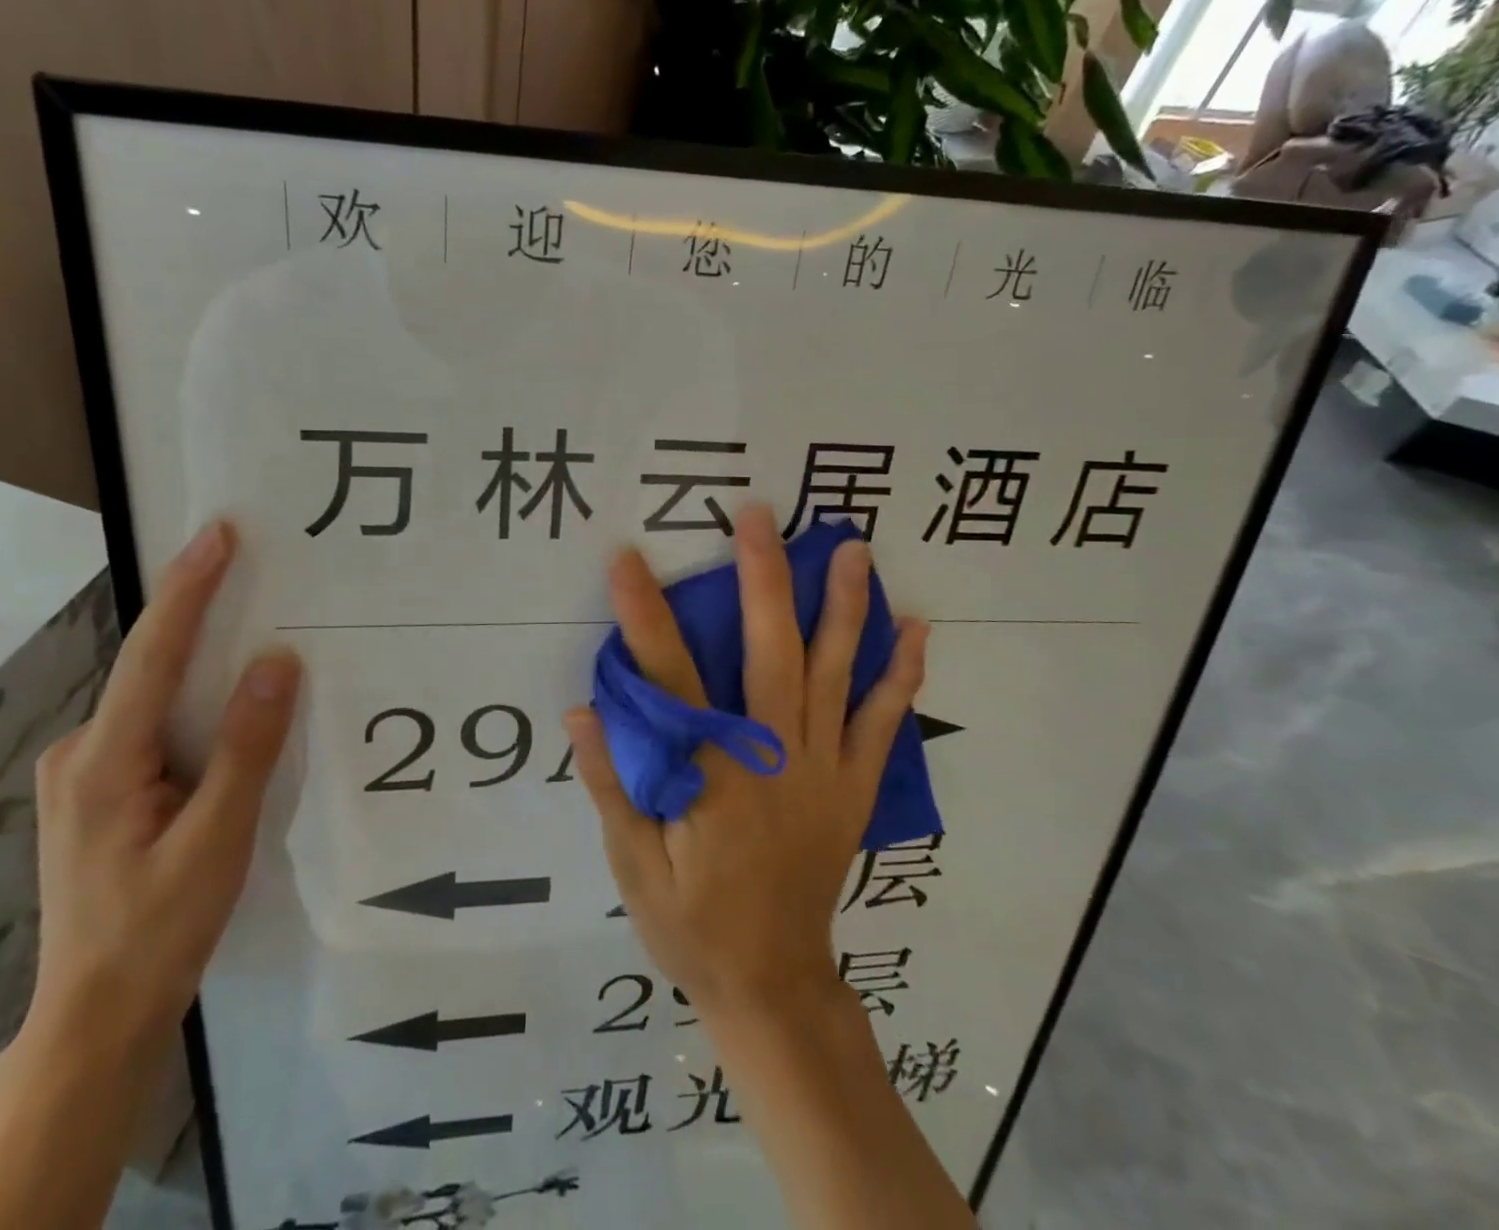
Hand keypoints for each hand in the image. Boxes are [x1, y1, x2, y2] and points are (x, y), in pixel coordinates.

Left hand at [26, 519, 299, 1058]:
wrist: (97, 1016)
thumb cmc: (158, 929)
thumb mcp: (215, 840)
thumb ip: (247, 748)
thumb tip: (276, 661)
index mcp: (103, 760)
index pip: (152, 654)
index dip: (188, 588)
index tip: (218, 533)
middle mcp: (82, 752)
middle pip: (151, 667)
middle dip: (201, 613)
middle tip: (255, 567)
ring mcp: (87, 773)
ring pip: (156, 698)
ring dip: (203, 661)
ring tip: (258, 629)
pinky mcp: (103, 791)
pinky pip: (157, 725)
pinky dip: (197, 702)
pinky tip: (232, 706)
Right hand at [565, 504, 928, 1023]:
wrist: (773, 983)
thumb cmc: (691, 924)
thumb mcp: (634, 867)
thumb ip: (613, 784)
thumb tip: (582, 710)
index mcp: (712, 777)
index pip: (671, 681)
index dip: (645, 616)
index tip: (627, 559)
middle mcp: (774, 759)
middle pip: (770, 653)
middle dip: (761, 577)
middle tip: (758, 514)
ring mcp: (823, 769)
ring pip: (834, 673)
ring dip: (843, 606)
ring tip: (850, 546)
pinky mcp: (852, 786)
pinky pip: (881, 722)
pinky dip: (900, 675)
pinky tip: (915, 628)